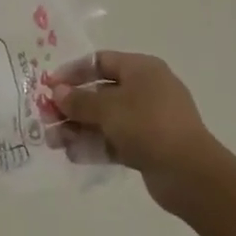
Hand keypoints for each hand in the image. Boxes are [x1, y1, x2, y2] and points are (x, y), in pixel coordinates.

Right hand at [49, 50, 214, 209]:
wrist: (190, 173)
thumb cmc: (148, 125)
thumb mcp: (108, 108)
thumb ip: (79, 100)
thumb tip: (57, 92)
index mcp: (142, 69)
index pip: (100, 61)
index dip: (73, 72)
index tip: (49, 85)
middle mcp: (146, 90)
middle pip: (100, 92)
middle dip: (71, 106)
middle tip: (46, 118)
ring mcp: (149, 120)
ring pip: (106, 119)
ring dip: (78, 128)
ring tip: (53, 142)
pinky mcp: (149, 146)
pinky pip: (115, 140)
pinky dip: (95, 145)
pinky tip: (73, 155)